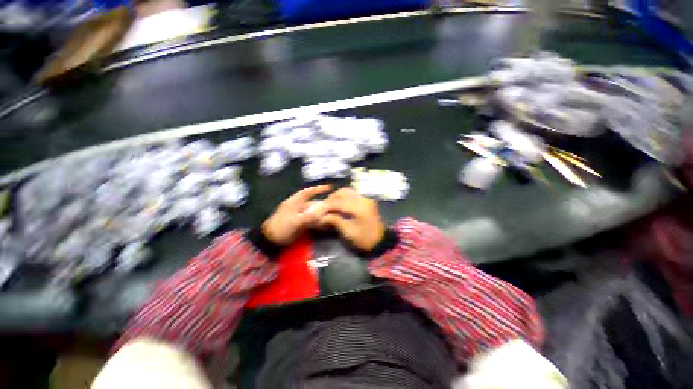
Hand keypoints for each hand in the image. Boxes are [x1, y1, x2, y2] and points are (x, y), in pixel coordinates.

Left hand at [263, 185, 331, 244]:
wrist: (270, 240)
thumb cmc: (280, 228)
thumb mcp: (294, 222)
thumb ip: (308, 217)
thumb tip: (322, 213)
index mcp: (294, 202)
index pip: (308, 192)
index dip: (318, 189)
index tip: (329, 187)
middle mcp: (297, 207)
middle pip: (312, 202)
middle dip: (322, 203)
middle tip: (334, 205)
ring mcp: (297, 215)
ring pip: (312, 211)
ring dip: (320, 212)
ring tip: (331, 213)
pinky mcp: (298, 223)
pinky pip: (310, 219)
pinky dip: (316, 219)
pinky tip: (323, 222)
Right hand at [320, 188, 384, 250]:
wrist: (381, 242)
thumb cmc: (364, 239)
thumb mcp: (348, 232)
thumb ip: (335, 221)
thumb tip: (323, 216)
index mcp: (359, 208)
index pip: (339, 202)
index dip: (327, 205)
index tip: (319, 210)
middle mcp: (363, 199)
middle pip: (343, 192)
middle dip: (332, 198)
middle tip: (324, 206)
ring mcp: (366, 199)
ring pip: (348, 192)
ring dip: (338, 197)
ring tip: (331, 205)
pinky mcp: (367, 201)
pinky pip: (353, 195)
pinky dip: (344, 198)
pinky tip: (339, 205)